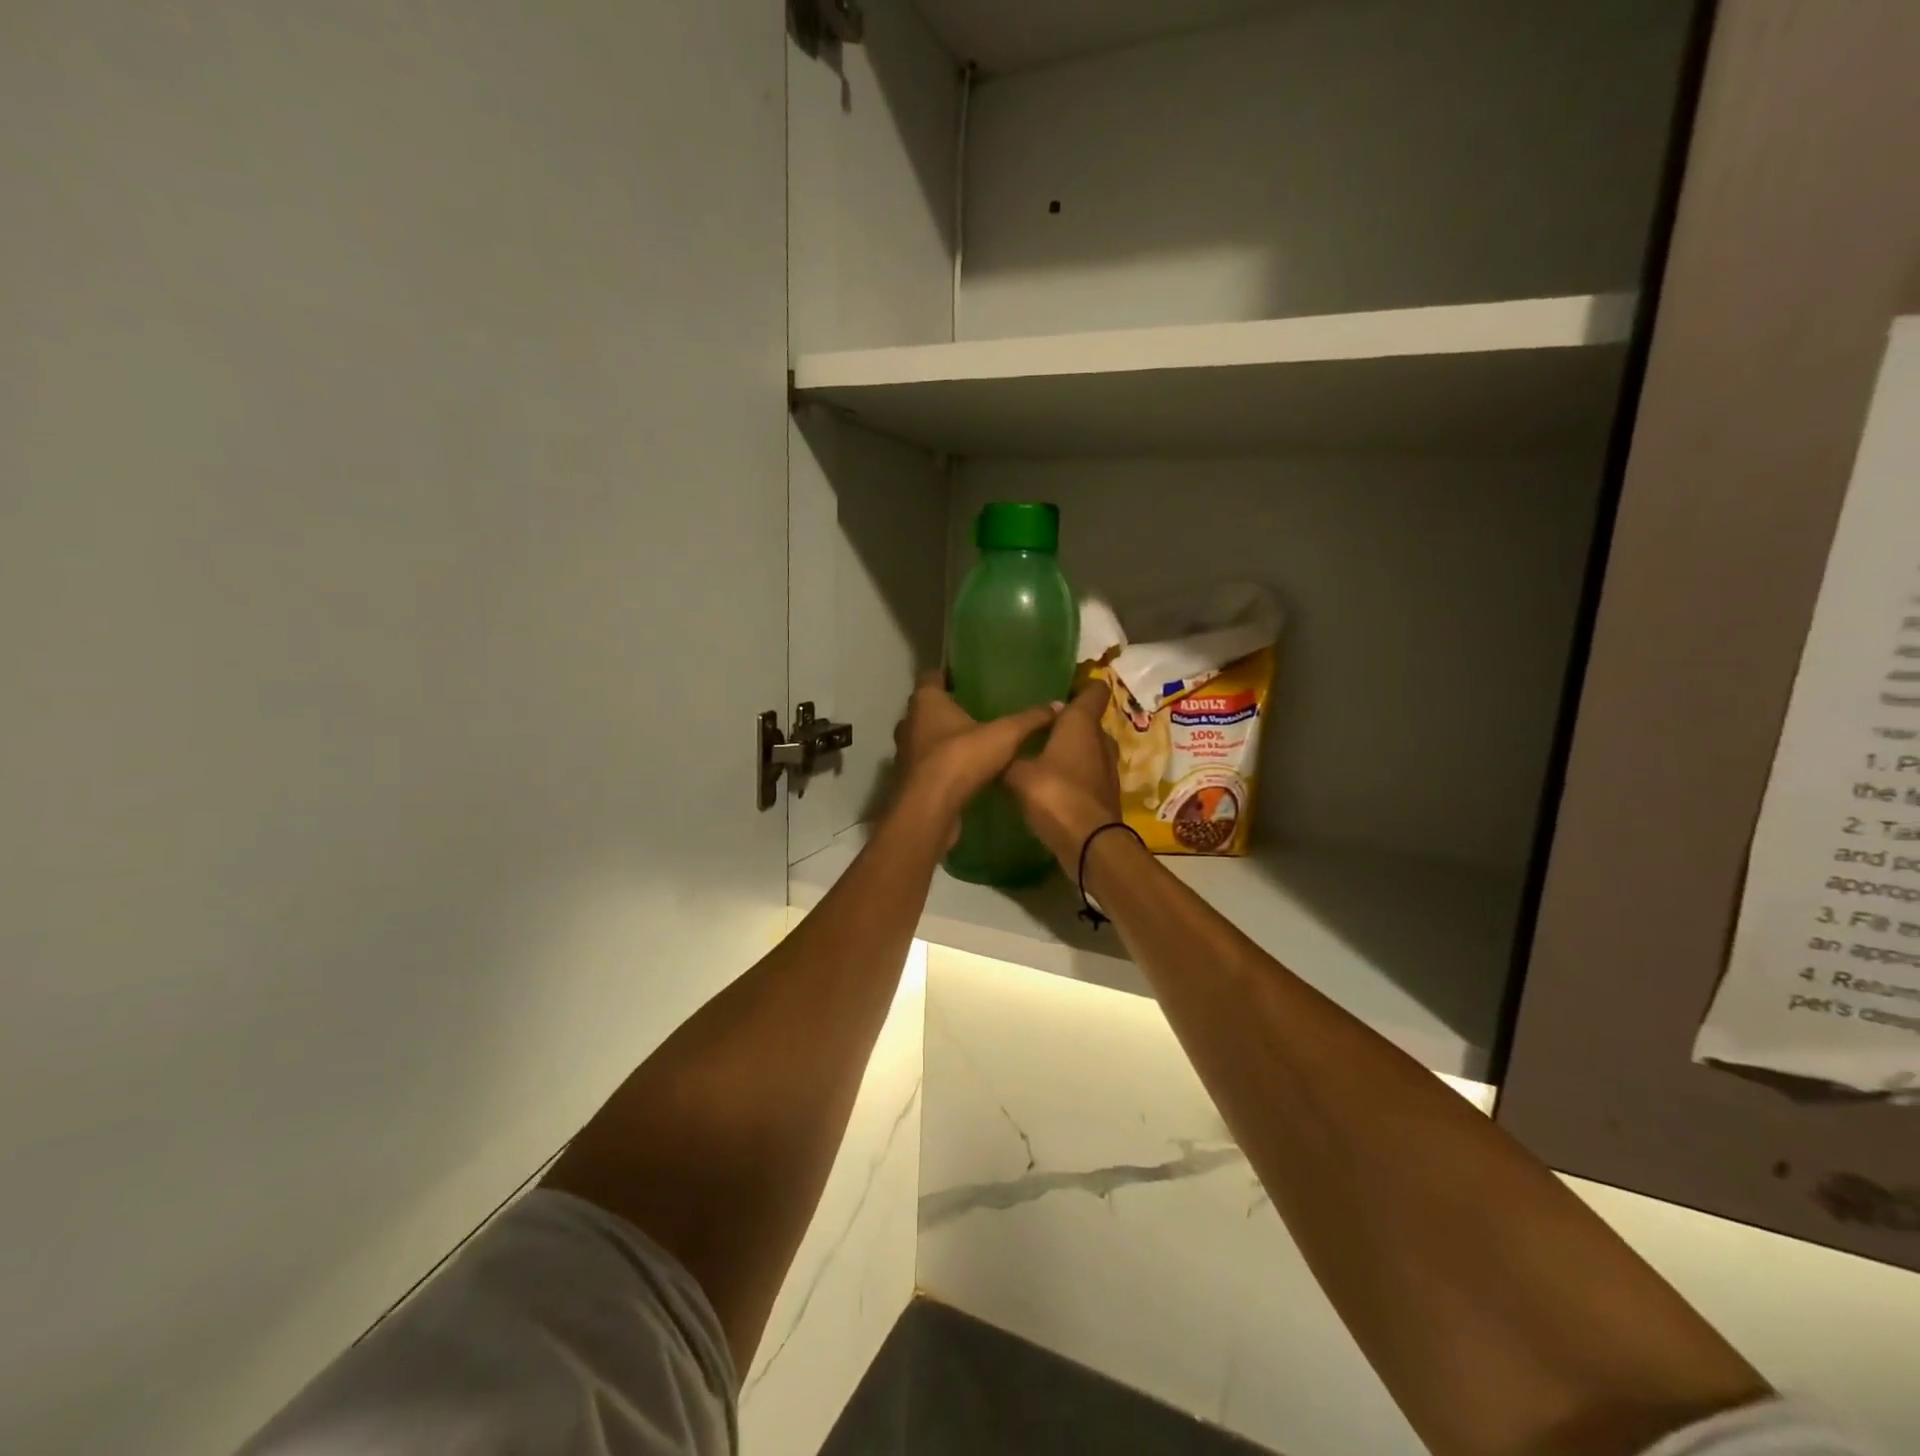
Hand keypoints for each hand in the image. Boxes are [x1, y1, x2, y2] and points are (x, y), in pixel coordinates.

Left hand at [891, 672, 1060, 838]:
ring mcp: (905, 754)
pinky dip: (943, 767)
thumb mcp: (1005, 735)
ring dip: (945, 741)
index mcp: (925, 701)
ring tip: (976, 743)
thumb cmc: (960, 758)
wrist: (929, 810)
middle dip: (949, 710)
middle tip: (978, 710)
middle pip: (928, 709)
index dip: (949, 675)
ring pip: (926, 739)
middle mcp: (909, 723)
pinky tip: (967, 773)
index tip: (969, 678)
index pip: (932, 676)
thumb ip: (1030, 719)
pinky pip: (929, 766)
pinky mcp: (909, 781)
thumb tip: (1058, 705)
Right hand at [1004, 682, 1122, 866]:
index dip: (1081, 685)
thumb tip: (992, 749)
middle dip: (1067, 721)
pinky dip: (1073, 773)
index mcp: (1081, 724)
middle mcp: (1100, 740)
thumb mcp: (1017, 774)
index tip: (1060, 686)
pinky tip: (1050, 782)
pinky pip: (1088, 773)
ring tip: (1040, 752)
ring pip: (1089, 748)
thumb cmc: (1054, 795)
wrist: (1089, 843)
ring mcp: (1107, 768)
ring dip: (1070, 749)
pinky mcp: (1105, 793)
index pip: (1093, 691)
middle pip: (1088, 721)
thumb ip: (1006, 758)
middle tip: (1038, 724)